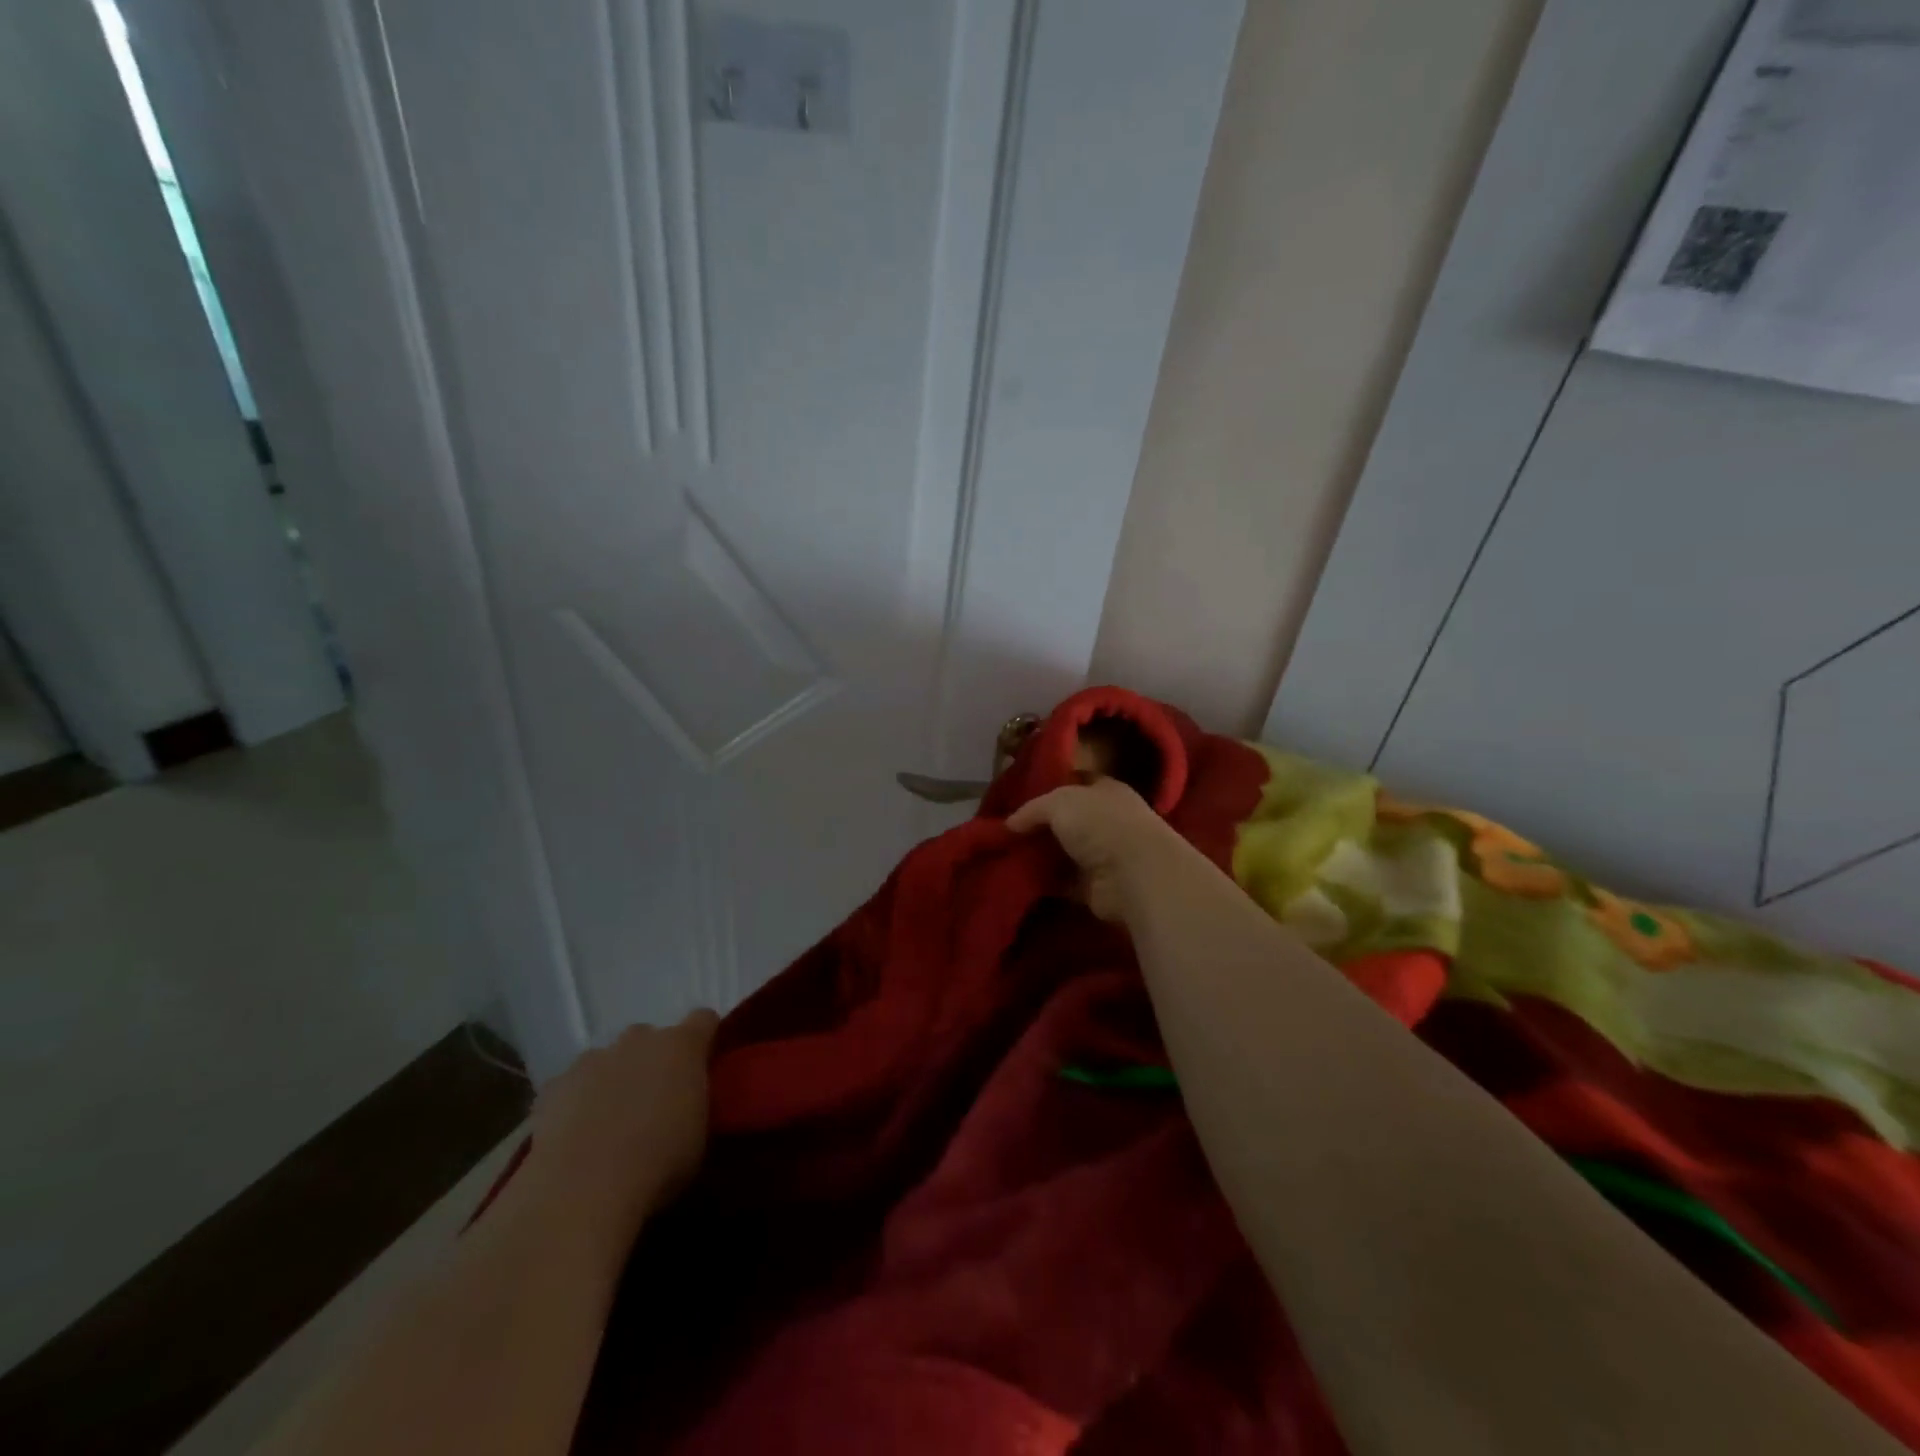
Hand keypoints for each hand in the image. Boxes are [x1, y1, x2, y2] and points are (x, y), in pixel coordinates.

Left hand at [524, 1009, 718, 1243]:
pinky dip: (576, 1102)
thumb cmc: (658, 1162)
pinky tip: (576, 1136)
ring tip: (610, 1123)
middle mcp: (638, 1040)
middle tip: (654, 1101)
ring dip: (614, 1079)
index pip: (703, 1020)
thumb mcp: (699, 1136)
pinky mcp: (555, 1085)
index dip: (705, 1038)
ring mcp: (593, 1059)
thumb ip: (695, 1104)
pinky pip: (571, 1085)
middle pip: (651, 1038)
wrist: (581, 1189)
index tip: (704, 1063)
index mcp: (682, 1047)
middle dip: (653, 1061)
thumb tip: (687, 1103)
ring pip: (609, 1059)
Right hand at [1007, 776, 1191, 924]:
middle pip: (1068, 821)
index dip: (1051, 788)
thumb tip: (1010, 823)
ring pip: (1064, 852)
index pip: (1076, 783)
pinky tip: (1019, 880)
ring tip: (1005, 856)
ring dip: (1040, 857)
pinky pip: (1063, 882)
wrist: (1133, 874)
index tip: (1021, 797)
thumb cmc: (1101, 824)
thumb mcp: (1059, 802)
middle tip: (1007, 832)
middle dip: (1040, 827)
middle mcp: (1108, 821)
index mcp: (1106, 791)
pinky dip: (1045, 883)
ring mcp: (1104, 856)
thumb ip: (1033, 809)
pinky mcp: (1096, 887)